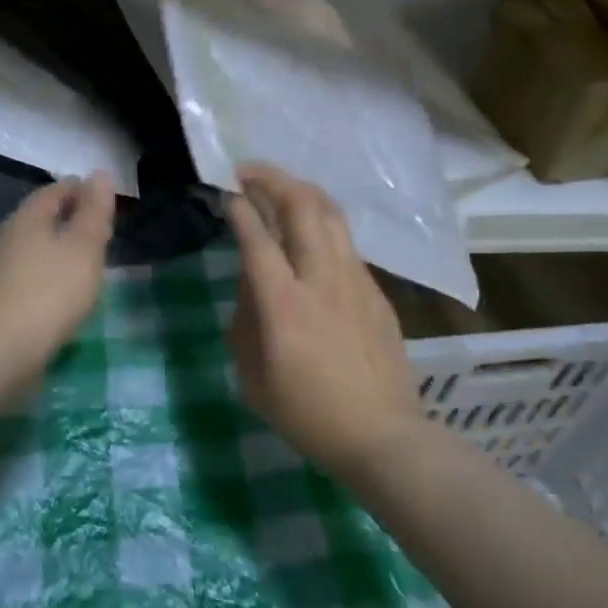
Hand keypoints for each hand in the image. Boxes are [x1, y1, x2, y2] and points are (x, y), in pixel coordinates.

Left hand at [0, 173, 116, 377]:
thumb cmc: (50, 291)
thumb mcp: (85, 247)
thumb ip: (95, 211)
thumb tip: (99, 173)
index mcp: (27, 218)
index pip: (55, 191)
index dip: (80, 189)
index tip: (102, 197)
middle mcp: (6, 237)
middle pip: (40, 218)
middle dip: (67, 219)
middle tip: (97, 228)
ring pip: (32, 248)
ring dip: (56, 249)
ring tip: (83, 261)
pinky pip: (26, 276)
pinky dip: (46, 275)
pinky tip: (60, 293)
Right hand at [226, 163, 419, 475]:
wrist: (382, 435)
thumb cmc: (307, 415)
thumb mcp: (254, 378)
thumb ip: (245, 322)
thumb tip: (250, 283)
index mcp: (284, 304)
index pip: (258, 236)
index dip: (240, 206)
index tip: (226, 190)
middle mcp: (321, 279)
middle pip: (302, 206)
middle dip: (272, 178)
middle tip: (249, 172)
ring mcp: (356, 280)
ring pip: (331, 214)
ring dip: (301, 191)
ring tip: (280, 187)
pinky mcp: (377, 290)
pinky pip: (346, 243)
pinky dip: (323, 224)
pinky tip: (311, 236)